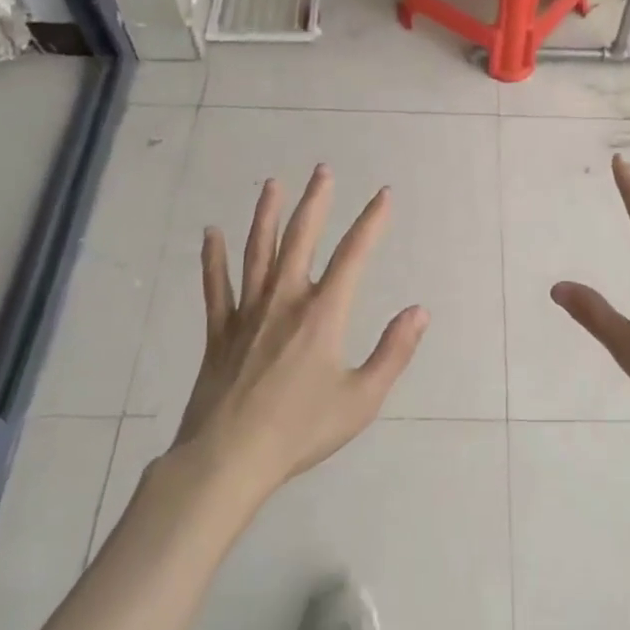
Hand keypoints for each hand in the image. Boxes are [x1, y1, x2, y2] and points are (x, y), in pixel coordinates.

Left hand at [169, 165, 428, 499]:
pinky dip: (213, 259)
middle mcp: (285, 301)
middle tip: (322, 170)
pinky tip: (211, 233)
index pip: (354, 255)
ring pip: (257, 252)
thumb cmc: (301, 431)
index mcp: (324, 314)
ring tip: (272, 184)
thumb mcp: (362, 399)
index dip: (371, 221)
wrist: (229, 459)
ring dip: (266, 215)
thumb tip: (419, 311)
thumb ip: (393, 352)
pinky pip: (215, 287)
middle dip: (316, 202)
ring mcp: (248, 313)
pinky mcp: (219, 331)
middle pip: (301, 238)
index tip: (383, 194)